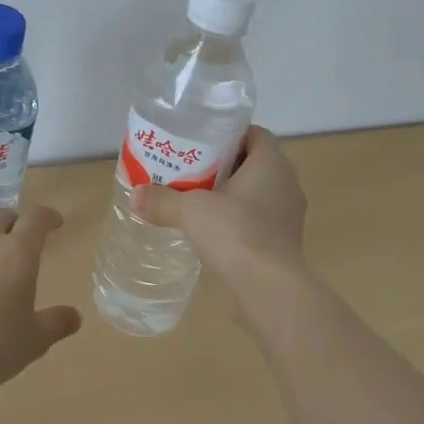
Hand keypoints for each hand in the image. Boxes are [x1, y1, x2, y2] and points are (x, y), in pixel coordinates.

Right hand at [134, 127, 306, 295]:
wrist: (269, 289)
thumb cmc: (236, 233)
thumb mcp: (191, 211)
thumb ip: (162, 200)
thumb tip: (135, 196)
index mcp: (272, 164)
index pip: (255, 134)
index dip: (229, 133)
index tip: (200, 141)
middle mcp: (286, 184)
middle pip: (253, 163)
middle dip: (223, 164)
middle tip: (190, 168)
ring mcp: (288, 215)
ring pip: (256, 193)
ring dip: (230, 194)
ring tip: (196, 199)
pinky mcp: (283, 242)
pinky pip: (259, 219)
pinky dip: (238, 219)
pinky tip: (212, 230)